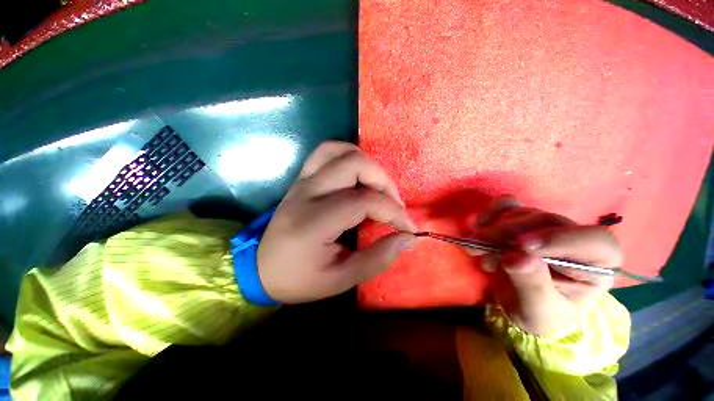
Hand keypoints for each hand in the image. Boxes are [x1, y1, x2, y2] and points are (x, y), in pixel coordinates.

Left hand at [257, 142, 416, 303]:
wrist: (260, 269)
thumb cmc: (299, 280)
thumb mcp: (340, 280)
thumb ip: (378, 258)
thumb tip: (408, 238)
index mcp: (313, 223)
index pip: (363, 201)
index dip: (393, 212)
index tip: (408, 228)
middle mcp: (306, 194)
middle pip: (354, 164)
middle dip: (384, 182)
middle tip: (394, 205)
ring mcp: (302, 181)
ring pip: (340, 151)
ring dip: (369, 166)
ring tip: (379, 189)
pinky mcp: (301, 178)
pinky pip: (327, 152)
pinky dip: (350, 157)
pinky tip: (359, 176)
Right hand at [474, 197, 621, 335]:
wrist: (519, 302)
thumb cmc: (537, 313)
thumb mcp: (537, 312)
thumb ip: (532, 287)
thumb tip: (515, 258)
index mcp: (596, 266)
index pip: (596, 241)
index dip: (560, 239)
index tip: (521, 246)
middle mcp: (575, 240)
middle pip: (547, 221)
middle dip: (508, 231)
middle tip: (480, 242)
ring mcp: (547, 226)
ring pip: (523, 212)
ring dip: (493, 227)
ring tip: (476, 246)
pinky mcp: (524, 220)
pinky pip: (508, 205)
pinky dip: (490, 212)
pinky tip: (478, 225)